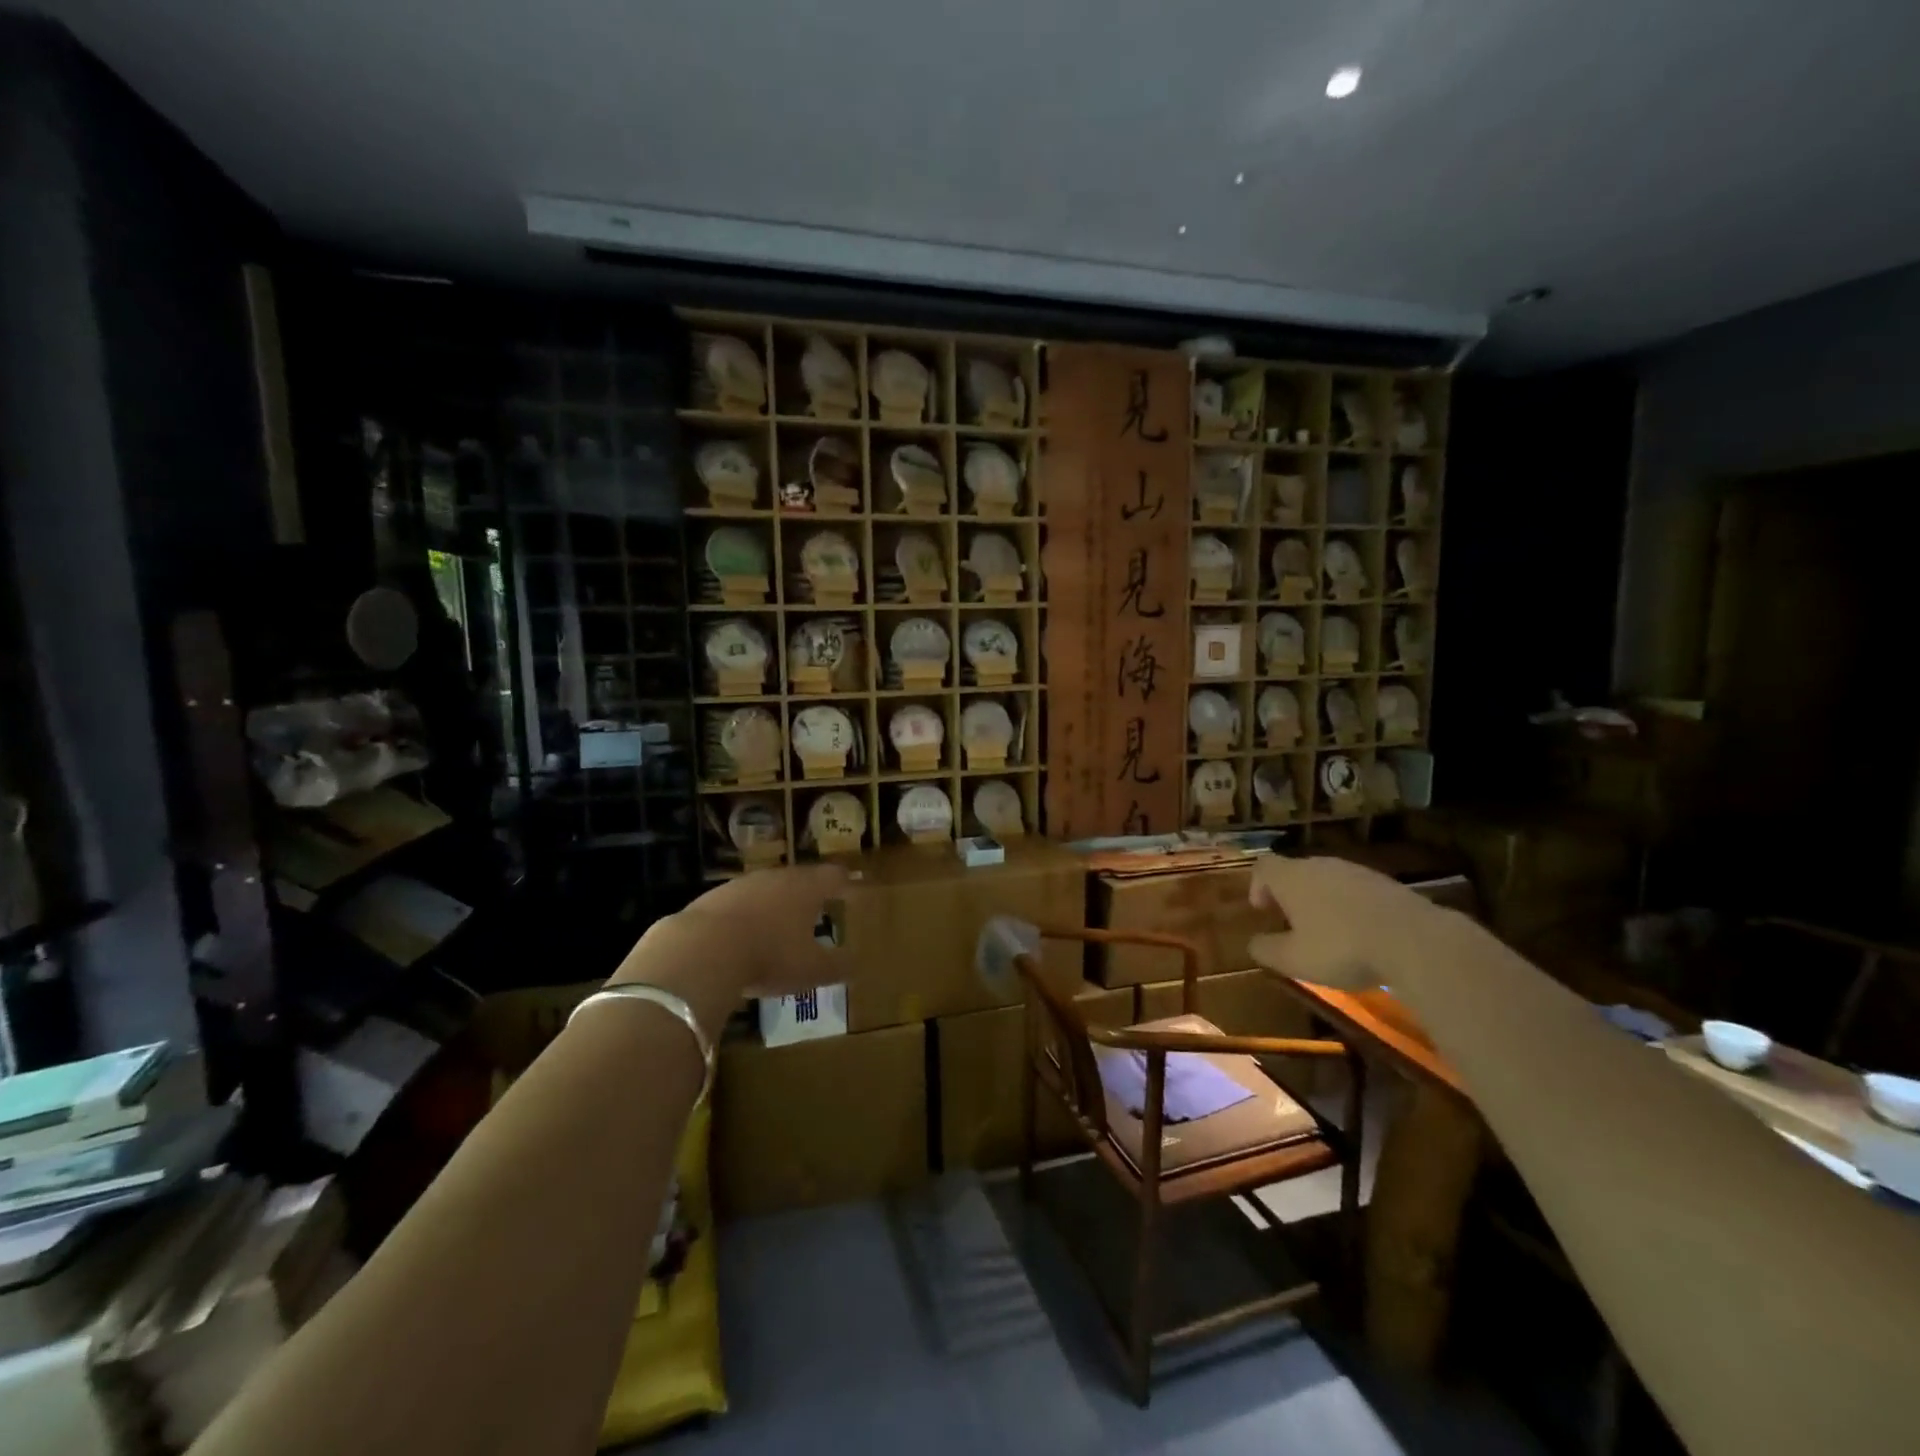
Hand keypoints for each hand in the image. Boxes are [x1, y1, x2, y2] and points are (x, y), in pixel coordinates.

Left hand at [610, 863, 851, 1021]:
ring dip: (775, 903)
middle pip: (799, 878)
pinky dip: (746, 916)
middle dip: (809, 893)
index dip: (844, 881)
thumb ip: (837, 966)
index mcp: (807, 888)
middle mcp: (777, 877)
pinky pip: (739, 904)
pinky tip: (742, 937)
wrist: (703, 949)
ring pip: (767, 889)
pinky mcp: (713, 897)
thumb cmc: (770, 955)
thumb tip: (856, 964)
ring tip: (779, 924)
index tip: (851, 886)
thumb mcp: (812, 970)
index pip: (833, 876)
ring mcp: (742, 884)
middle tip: (817, 907)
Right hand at [1245, 855, 1443, 989]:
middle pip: (1296, 871)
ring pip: (1328, 880)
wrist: (1416, 941)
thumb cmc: (1342, 948)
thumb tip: (1254, 944)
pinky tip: (1362, 934)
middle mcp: (1321, 866)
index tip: (1263, 911)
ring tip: (1329, 932)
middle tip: (1293, 924)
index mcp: (1292, 878)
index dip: (1258, 886)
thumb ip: (1267, 950)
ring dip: (1322, 900)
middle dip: (1290, 895)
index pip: (1264, 866)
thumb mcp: (1294, 960)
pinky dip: (1351, 907)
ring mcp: (1357, 872)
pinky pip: (1357, 891)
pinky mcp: (1387, 884)